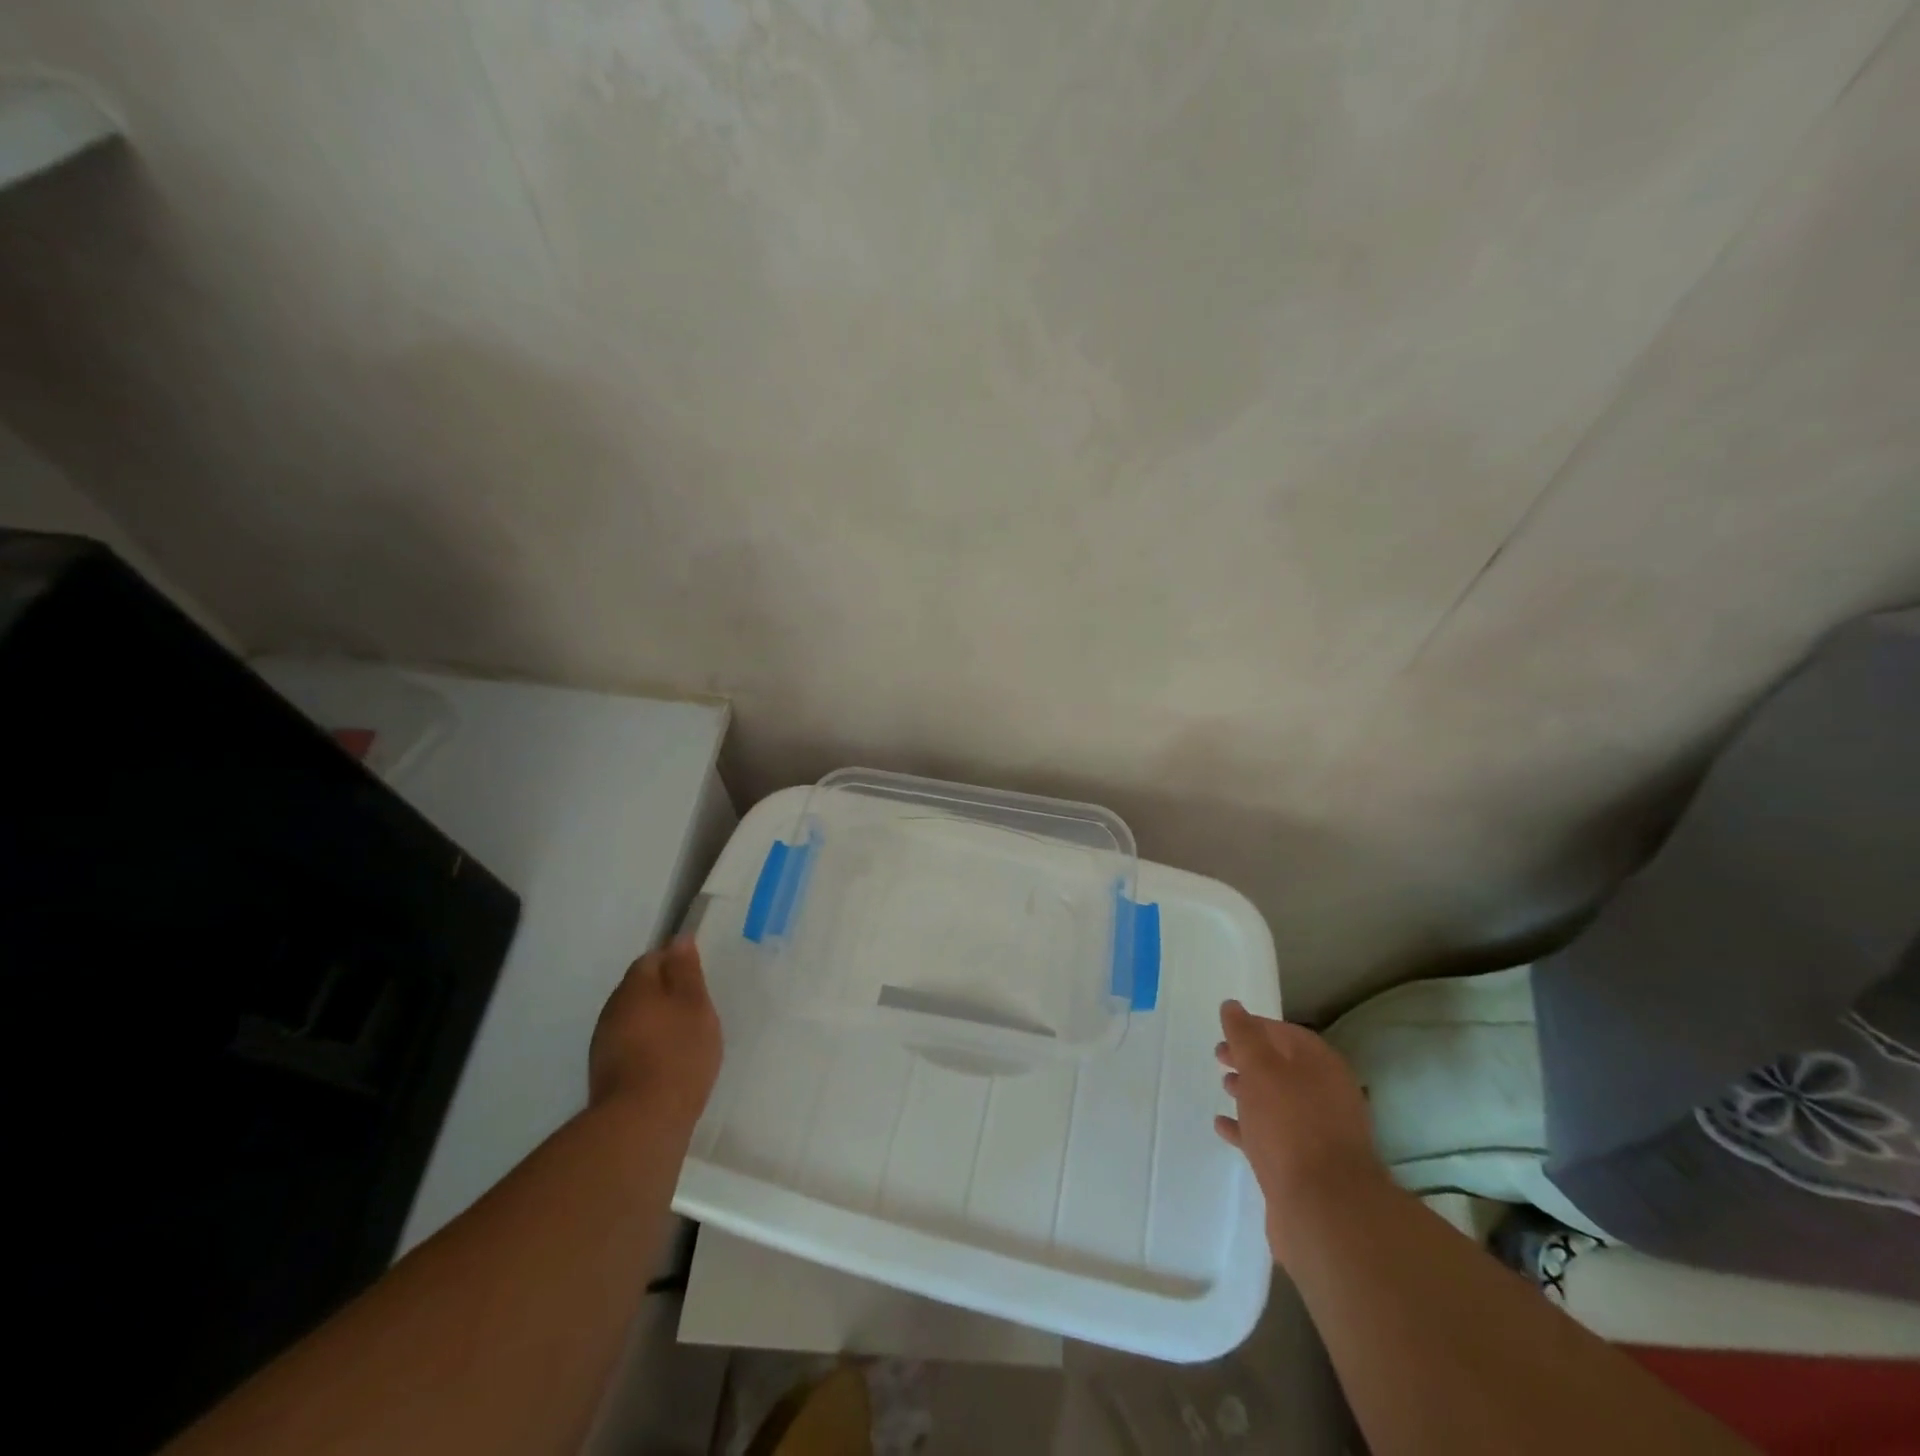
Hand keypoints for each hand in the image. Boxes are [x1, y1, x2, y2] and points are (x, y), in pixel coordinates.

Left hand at [589, 936, 721, 1129]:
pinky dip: (647, 1045)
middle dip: (664, 993)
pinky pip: (629, 1045)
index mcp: (634, 988)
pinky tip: (666, 1062)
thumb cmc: (679, 1053)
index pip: (651, 959)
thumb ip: (687, 971)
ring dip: (655, 1021)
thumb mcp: (695, 1005)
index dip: (674, 964)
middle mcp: (612, 1010)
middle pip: (639, 989)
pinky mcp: (604, 1073)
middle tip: (695, 1008)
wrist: (642, 1122)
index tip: (696, 979)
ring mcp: (603, 1043)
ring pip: (633, 1018)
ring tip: (683, 1037)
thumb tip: (679, 940)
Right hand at [1215, 999, 1384, 1262]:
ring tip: (1223, 1086)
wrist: (1323, 1210)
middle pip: (1283, 1067)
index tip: (1226, 1029)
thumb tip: (1232, 1006)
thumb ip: (1244, 1035)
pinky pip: (1273, 1136)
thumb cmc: (1290, 1125)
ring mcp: (1319, 1134)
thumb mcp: (1261, 1069)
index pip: (1286, 1034)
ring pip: (1279, 1102)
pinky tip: (1223, 1126)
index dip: (1255, 1027)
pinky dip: (1249, 1128)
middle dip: (1251, 1059)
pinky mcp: (1306, 1167)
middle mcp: (1327, 1095)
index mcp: (1323, 1066)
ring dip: (1250, 1092)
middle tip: (1219, 1056)